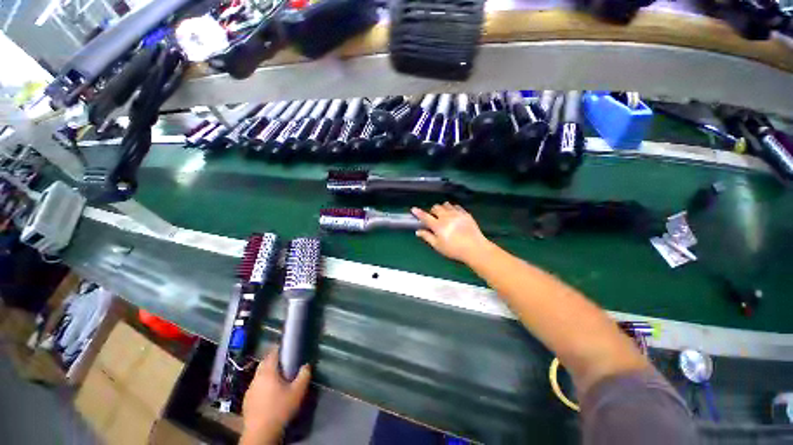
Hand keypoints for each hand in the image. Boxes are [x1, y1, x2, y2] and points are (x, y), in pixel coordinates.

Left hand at [241, 347, 310, 444]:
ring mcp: (249, 390)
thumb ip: (304, 375)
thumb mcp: (298, 391)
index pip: (272, 353)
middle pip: (264, 363)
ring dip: (267, 373)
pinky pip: (256, 386)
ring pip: (259, 375)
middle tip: (285, 363)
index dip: (280, 349)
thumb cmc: (280, 409)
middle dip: (273, 360)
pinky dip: (263, 385)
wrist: (260, 433)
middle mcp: (256, 378)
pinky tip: (270, 393)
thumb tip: (306, 365)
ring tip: (279, 378)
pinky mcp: (247, 401)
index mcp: (267, 372)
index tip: (287, 348)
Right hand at [412, 203, 490, 263]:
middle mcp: (446, 217)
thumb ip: (427, 237)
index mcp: (438, 225)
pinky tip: (453, 214)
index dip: (418, 213)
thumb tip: (418, 231)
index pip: (425, 216)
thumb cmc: (454, 249)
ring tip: (444, 215)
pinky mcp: (465, 213)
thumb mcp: (438, 246)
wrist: (475, 248)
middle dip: (433, 211)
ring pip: (446, 205)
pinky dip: (452, 208)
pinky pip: (456, 206)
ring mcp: (456, 213)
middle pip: (436, 207)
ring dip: (442, 208)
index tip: (413, 209)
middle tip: (434, 218)